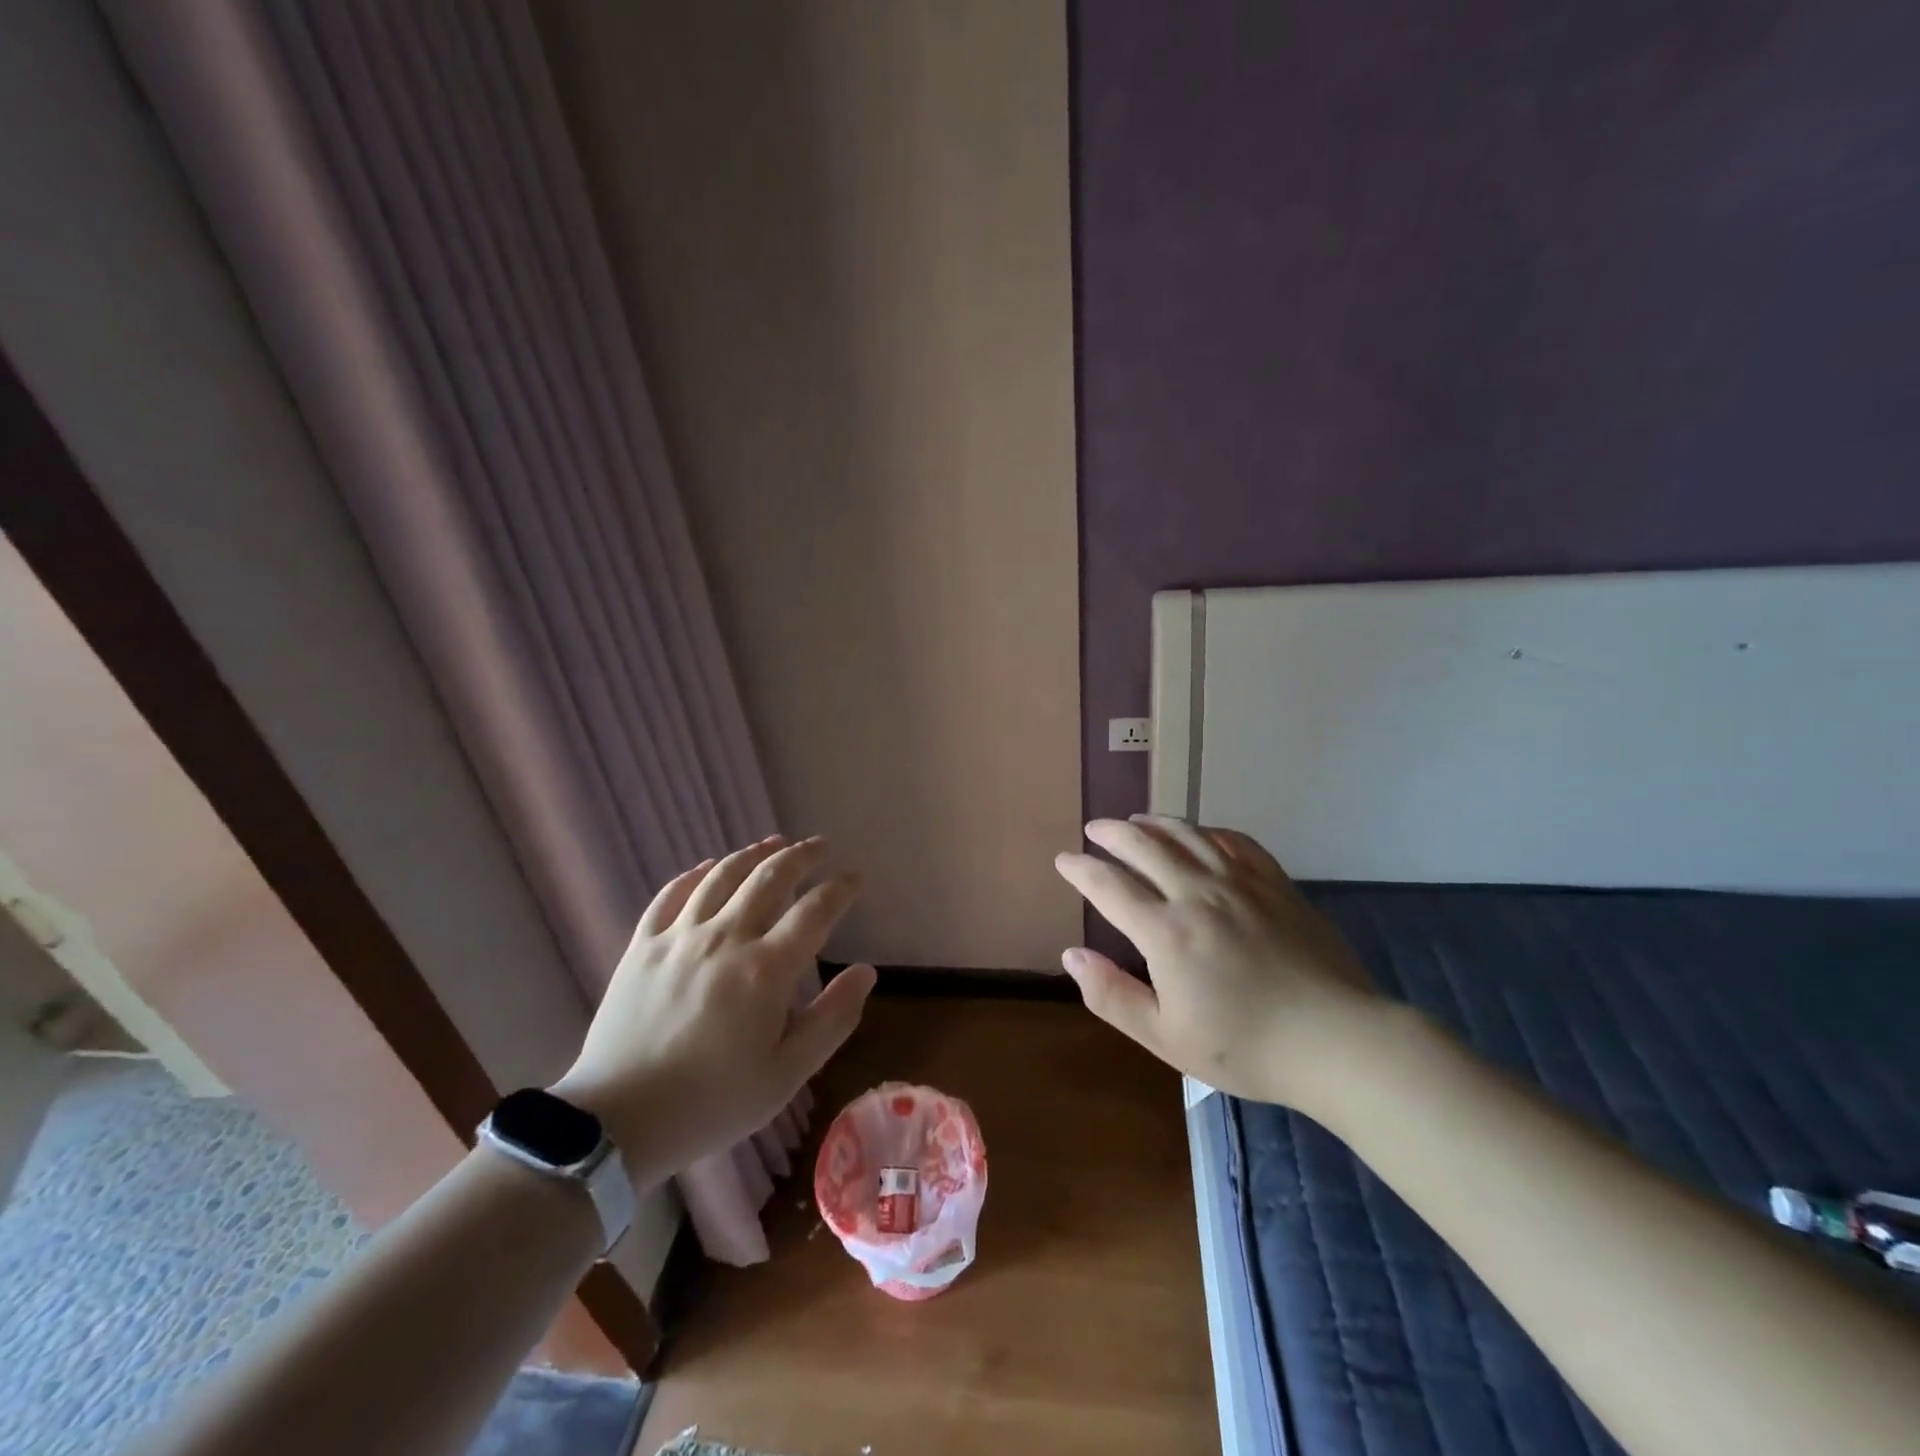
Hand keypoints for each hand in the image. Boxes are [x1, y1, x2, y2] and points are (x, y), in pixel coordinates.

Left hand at [551, 836, 876, 1188]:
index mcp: (766, 969)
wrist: (616, 1123)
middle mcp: (725, 938)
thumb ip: (833, 1018)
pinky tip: (709, 867)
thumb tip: (866, 971)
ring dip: (754, 854)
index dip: (840, 888)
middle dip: (801, 855)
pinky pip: (671, 894)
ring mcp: (679, 937)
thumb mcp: (787, 1074)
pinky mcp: (642, 946)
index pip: (815, 910)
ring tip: (773, 843)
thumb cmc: (712, 1102)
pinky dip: (695, 874)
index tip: (855, 877)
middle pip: (769, 877)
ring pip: (722, 876)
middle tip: (820, 846)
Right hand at [1054, 816, 1382, 1110]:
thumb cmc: (1246, 1047)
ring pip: (1187, 835)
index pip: (1109, 885)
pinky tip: (1200, 835)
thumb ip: (1112, 995)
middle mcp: (1198, 893)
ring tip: (1137, 821)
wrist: (1338, 1041)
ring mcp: (1240, 883)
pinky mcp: (1276, 883)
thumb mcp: (1166, 1037)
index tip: (1063, 860)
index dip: (1080, 869)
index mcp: (1166, 931)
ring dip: (1154, 823)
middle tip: (1094, 829)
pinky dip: (1208, 831)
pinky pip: (1234, 841)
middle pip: (1144, 846)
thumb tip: (1071, 955)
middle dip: (1112, 833)